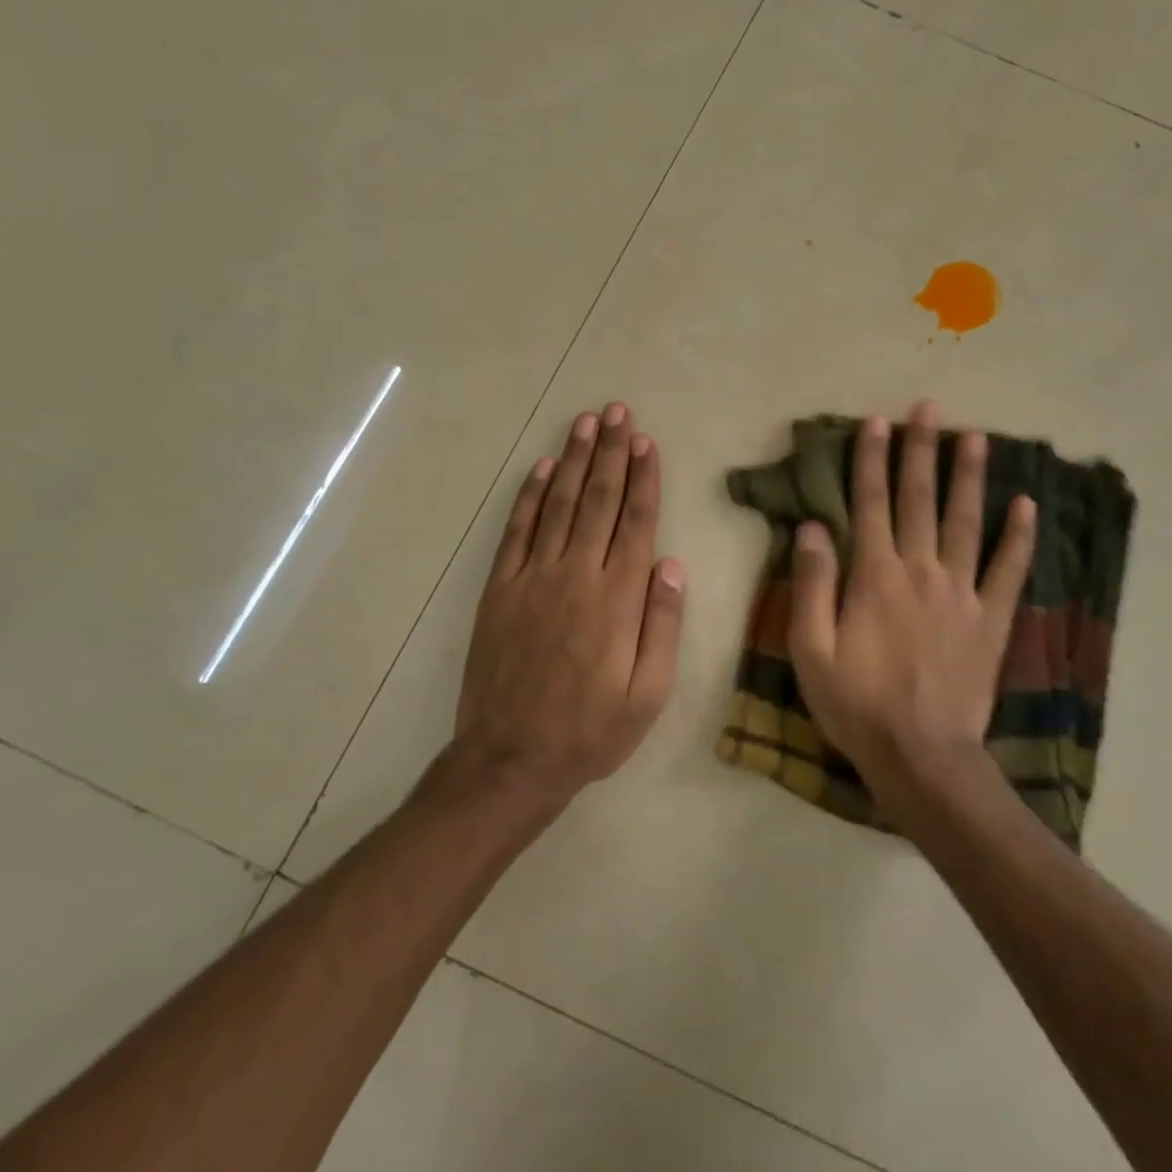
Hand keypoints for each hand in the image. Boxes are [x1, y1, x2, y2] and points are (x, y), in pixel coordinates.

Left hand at [455, 402, 685, 802]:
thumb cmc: (590, 731)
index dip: (643, 479)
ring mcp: (532, 578)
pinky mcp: (500, 589)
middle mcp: (575, 575)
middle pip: (598, 500)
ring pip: (559, 505)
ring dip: (574, 461)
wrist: (510, 759)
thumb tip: (671, 565)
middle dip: (611, 453)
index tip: (647, 442)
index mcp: (616, 599)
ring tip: (586, 423)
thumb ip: (662, 626)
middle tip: (617, 412)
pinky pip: (517, 531)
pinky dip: (530, 496)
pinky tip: (542, 469)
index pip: (635, 522)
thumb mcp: (648, 695)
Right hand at [788, 401, 1034, 799]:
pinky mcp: (991, 618)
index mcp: (875, 576)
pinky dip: (1019, 535)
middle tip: (929, 408)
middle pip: (920, 499)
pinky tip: (1028, 504)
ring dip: (970, 476)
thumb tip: (812, 527)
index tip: (876, 422)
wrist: (922, 756)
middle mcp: (921, 570)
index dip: (871, 460)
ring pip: (967, 521)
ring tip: (976, 436)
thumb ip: (812, 584)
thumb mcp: (811, 649)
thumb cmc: (856, 704)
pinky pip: (1009, 569)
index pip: (871, 503)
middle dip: (922, 450)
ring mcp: (962, 592)